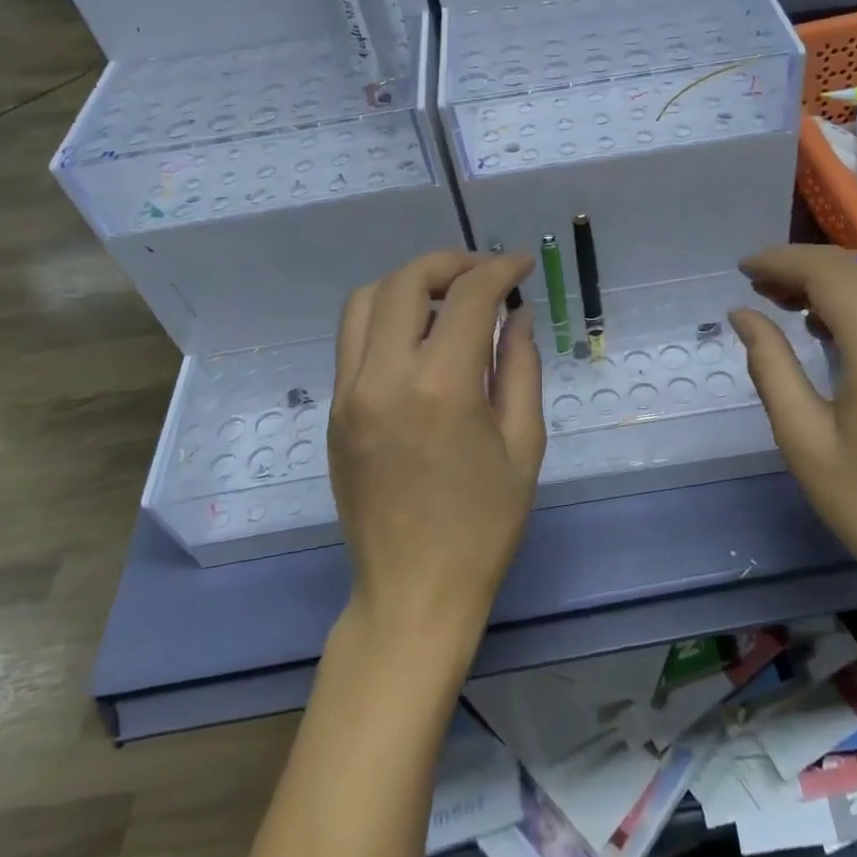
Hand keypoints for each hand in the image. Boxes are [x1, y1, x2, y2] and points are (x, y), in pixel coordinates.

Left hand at [328, 250, 544, 645]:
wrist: (412, 593)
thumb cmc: (483, 526)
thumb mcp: (523, 444)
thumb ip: (520, 366)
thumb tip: (517, 314)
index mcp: (441, 387)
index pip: (468, 295)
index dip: (501, 269)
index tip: (524, 266)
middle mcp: (383, 377)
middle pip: (406, 280)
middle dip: (451, 262)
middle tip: (486, 274)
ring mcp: (348, 393)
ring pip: (366, 299)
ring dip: (410, 283)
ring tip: (448, 297)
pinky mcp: (333, 410)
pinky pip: (353, 338)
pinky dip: (386, 315)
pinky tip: (420, 337)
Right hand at [728, 245, 856, 620]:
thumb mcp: (803, 439)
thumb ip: (770, 365)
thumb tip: (743, 314)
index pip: (830, 274)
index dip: (781, 262)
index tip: (743, 269)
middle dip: (803, 267)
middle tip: (760, 288)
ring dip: (833, 280)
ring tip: (788, 303)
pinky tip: (833, 326)